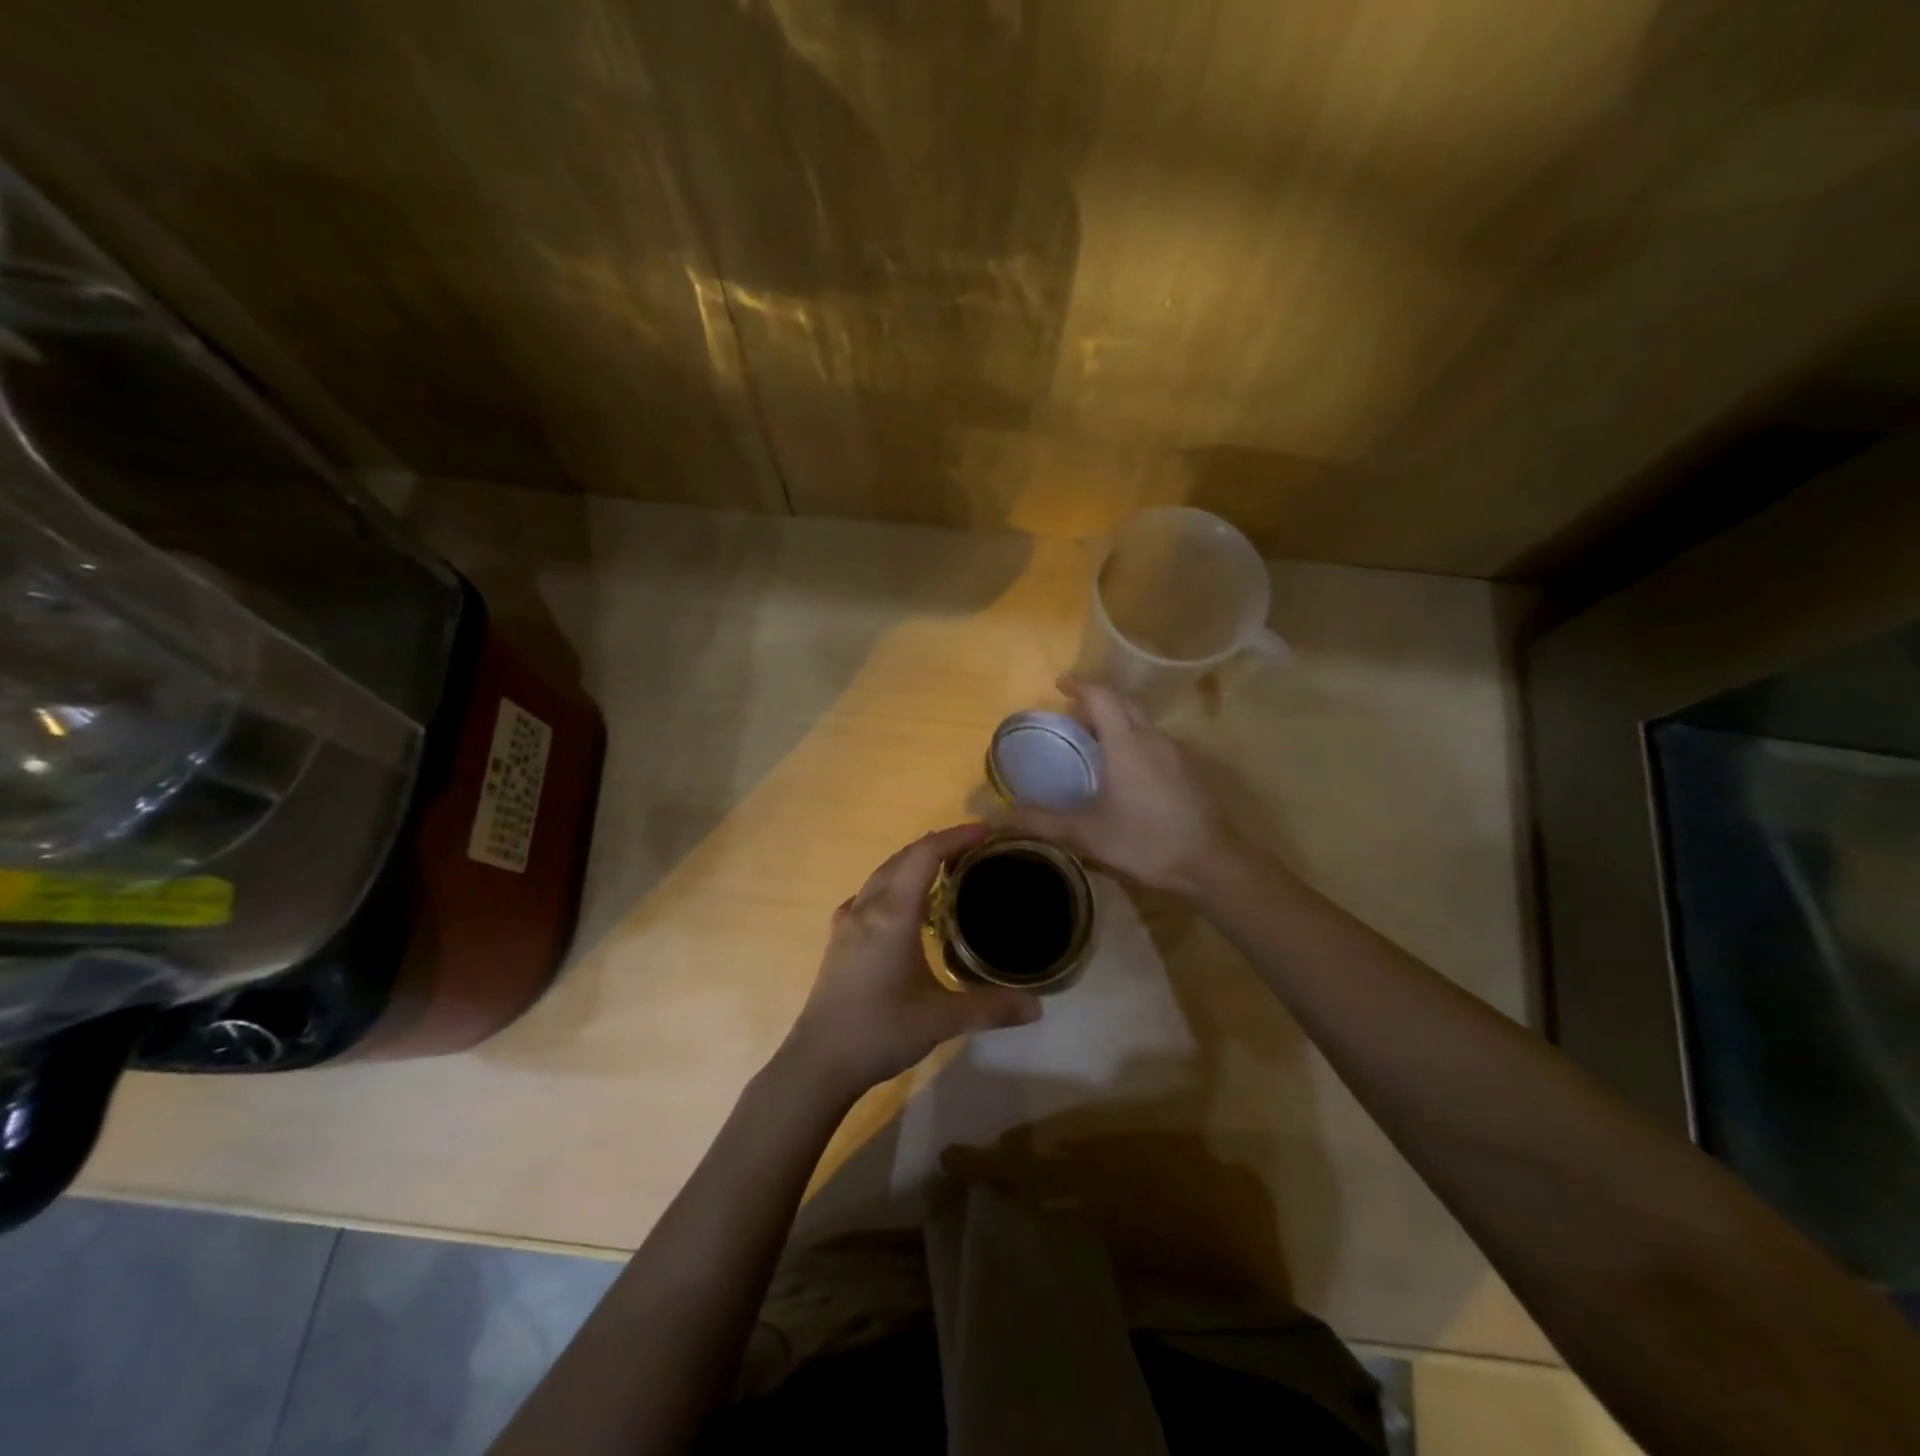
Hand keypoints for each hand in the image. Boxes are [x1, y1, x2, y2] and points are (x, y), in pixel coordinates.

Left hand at [785, 824, 1043, 1095]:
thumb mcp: (941, 1020)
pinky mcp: (839, 937)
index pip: (924, 855)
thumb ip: (991, 1008)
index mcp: (892, 914)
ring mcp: (848, 920)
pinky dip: (894, 884)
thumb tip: (1038, 1007)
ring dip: (914, 862)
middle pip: (903, 857)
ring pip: (883, 873)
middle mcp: (868, 907)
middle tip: (975, 849)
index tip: (985, 831)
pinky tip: (905, 907)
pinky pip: (869, 893)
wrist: (819, 1061)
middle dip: (938, 845)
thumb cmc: (880, 1032)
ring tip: (947, 870)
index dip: (955, 837)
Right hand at [1005, 679, 1240, 896]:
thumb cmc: (1145, 841)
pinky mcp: (1190, 770)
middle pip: (1124, 703)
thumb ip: (1042, 821)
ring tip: (1095, 743)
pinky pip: (1155, 741)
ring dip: (1118, 721)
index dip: (1079, 686)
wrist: (1211, 863)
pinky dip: (1134, 740)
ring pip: (1143, 722)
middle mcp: (1153, 737)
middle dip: (1098, 701)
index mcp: (1126, 742)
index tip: (1059, 685)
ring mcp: (1176, 752)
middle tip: (1073, 715)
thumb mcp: (1087, 833)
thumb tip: (1000, 815)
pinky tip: (1127, 770)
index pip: (1101, 697)